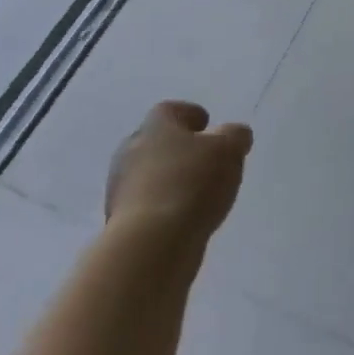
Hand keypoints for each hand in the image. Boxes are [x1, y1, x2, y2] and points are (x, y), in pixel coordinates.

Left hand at [105, 101, 251, 238]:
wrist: (150, 244)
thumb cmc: (191, 184)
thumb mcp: (229, 151)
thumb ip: (235, 136)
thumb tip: (235, 134)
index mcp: (155, 125)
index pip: (171, 110)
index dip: (190, 115)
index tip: (206, 124)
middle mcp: (131, 149)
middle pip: (157, 141)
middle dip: (178, 148)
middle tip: (203, 158)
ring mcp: (120, 186)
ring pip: (149, 173)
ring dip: (169, 178)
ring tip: (196, 191)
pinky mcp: (118, 220)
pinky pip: (145, 203)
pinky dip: (162, 205)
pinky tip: (181, 216)